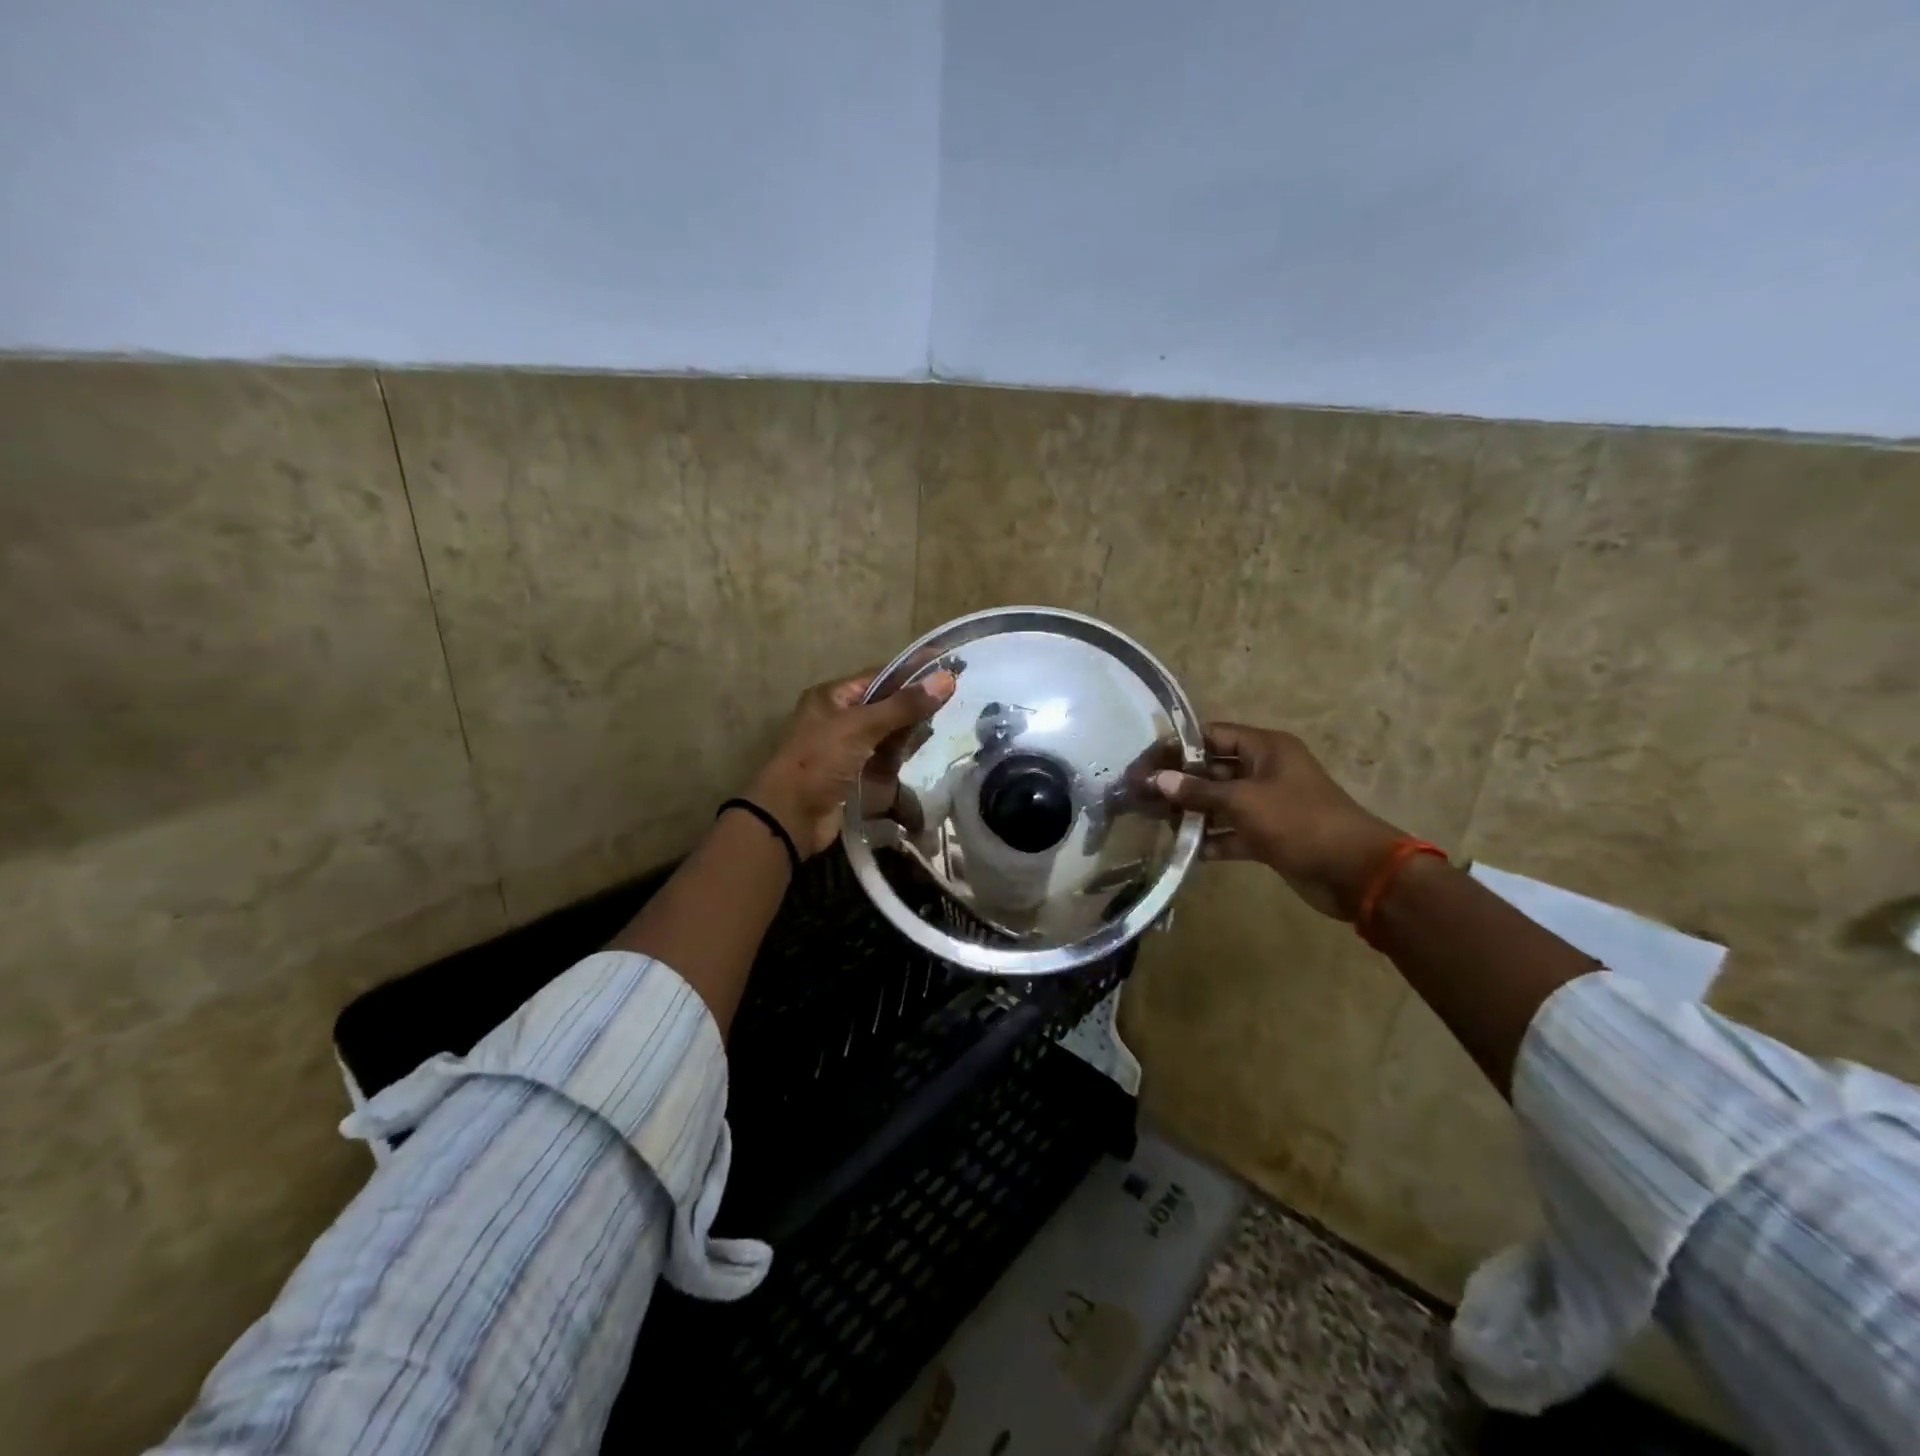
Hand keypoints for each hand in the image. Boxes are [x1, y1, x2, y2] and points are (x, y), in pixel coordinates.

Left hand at [745, 667, 956, 857]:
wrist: (791, 817)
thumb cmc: (820, 761)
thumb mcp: (861, 727)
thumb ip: (904, 706)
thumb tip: (947, 679)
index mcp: (833, 697)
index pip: (880, 676)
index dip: (913, 672)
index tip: (949, 667)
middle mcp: (840, 718)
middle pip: (887, 705)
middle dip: (915, 705)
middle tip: (954, 700)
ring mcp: (848, 748)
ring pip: (889, 733)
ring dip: (911, 733)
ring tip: (944, 727)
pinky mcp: (856, 775)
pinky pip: (886, 759)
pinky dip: (903, 757)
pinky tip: (925, 755)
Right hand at [1149, 724, 1403, 920]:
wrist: (1354, 871)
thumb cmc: (1298, 821)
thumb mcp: (1244, 801)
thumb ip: (1198, 791)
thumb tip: (1158, 779)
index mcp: (1265, 748)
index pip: (1212, 735)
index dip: (1179, 746)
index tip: (1146, 761)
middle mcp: (1265, 771)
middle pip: (1213, 769)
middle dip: (1179, 782)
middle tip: (1141, 794)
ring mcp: (1268, 805)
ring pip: (1220, 802)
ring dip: (1191, 812)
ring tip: (1152, 820)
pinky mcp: (1269, 836)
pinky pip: (1232, 832)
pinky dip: (1212, 839)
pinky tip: (1183, 849)